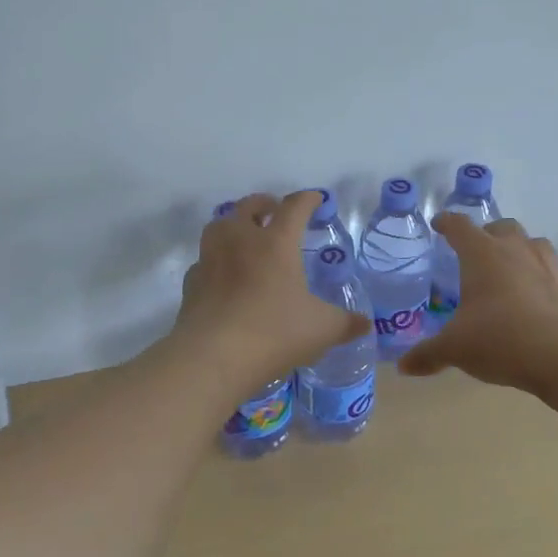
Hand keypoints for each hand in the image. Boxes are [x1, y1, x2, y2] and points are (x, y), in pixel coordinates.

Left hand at [172, 191, 369, 392]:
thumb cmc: (274, 333)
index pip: (294, 207)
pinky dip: (216, 260)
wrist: (212, 357)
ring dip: (235, 224)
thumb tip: (365, 324)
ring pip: (220, 225)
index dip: (307, 200)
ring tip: (245, 236)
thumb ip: (346, 323)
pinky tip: (223, 274)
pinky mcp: (192, 282)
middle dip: (266, 204)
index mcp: (276, 243)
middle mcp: (241, 240)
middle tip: (276, 212)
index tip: (316, 199)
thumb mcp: (322, 330)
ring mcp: (211, 259)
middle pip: (250, 206)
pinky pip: (205, 259)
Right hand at [398, 215, 557, 394]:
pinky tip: (533, 297)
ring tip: (507, 270)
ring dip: (517, 249)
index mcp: (481, 254)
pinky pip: (550, 269)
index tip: (439, 224)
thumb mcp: (455, 349)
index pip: (459, 227)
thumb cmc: (500, 339)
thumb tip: (403, 366)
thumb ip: (428, 354)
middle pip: (500, 227)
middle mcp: (514, 249)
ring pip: (530, 242)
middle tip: (475, 253)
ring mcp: (546, 264)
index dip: (446, 223)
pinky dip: (538, 275)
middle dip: (486, 234)